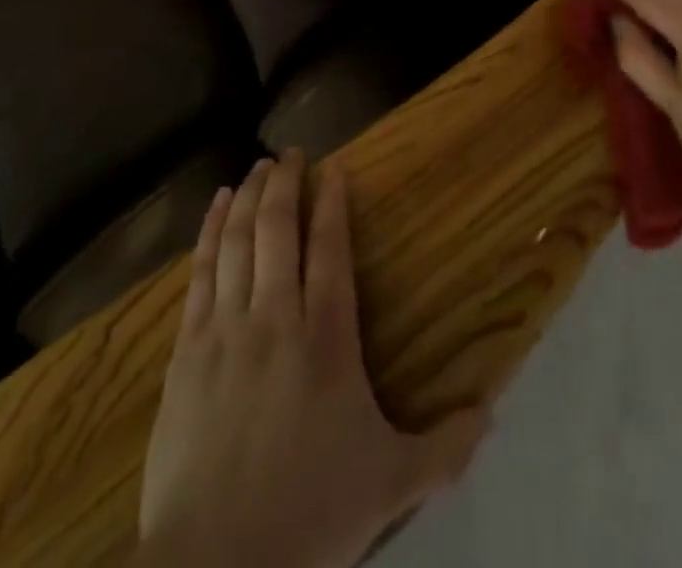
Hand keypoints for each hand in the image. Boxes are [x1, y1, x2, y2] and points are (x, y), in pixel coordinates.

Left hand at [137, 151, 487, 567]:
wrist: (218, 563)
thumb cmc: (311, 514)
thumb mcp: (391, 484)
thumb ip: (445, 446)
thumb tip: (494, 411)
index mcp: (327, 338)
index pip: (330, 249)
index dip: (332, 202)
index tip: (334, 169)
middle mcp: (275, 317)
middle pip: (278, 229)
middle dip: (286, 183)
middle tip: (292, 153)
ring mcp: (226, 328)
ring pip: (238, 240)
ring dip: (250, 197)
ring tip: (259, 167)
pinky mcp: (188, 349)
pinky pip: (200, 272)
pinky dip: (210, 232)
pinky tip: (217, 208)